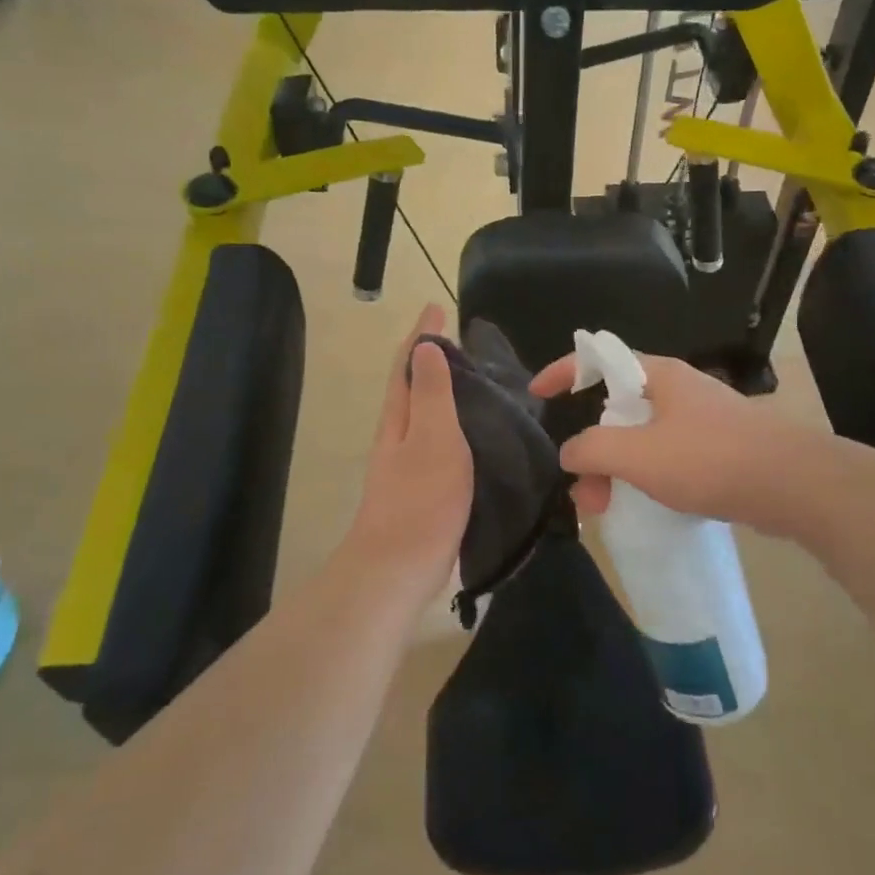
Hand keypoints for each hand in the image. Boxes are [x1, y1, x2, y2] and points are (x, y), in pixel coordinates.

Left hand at [346, 305, 474, 598]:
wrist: (399, 567)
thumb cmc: (421, 498)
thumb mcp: (433, 437)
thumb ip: (433, 393)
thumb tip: (427, 345)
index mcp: (400, 416)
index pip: (409, 364)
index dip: (422, 335)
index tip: (436, 307)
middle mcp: (399, 433)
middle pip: (412, 385)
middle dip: (430, 358)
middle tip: (459, 339)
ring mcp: (408, 461)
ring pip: (425, 412)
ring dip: (442, 388)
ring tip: (473, 377)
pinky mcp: (423, 486)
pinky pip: (439, 438)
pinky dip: (453, 421)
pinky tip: (474, 432)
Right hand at [530, 351, 802, 531]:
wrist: (795, 485)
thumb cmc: (711, 459)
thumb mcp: (638, 454)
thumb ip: (593, 449)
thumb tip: (570, 452)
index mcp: (658, 375)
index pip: (599, 358)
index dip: (564, 371)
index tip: (537, 394)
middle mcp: (678, 390)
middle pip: (617, 407)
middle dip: (592, 447)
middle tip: (583, 490)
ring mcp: (701, 420)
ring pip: (642, 438)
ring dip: (617, 469)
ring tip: (607, 509)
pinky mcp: (719, 449)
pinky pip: (667, 457)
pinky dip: (646, 477)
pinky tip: (645, 506)